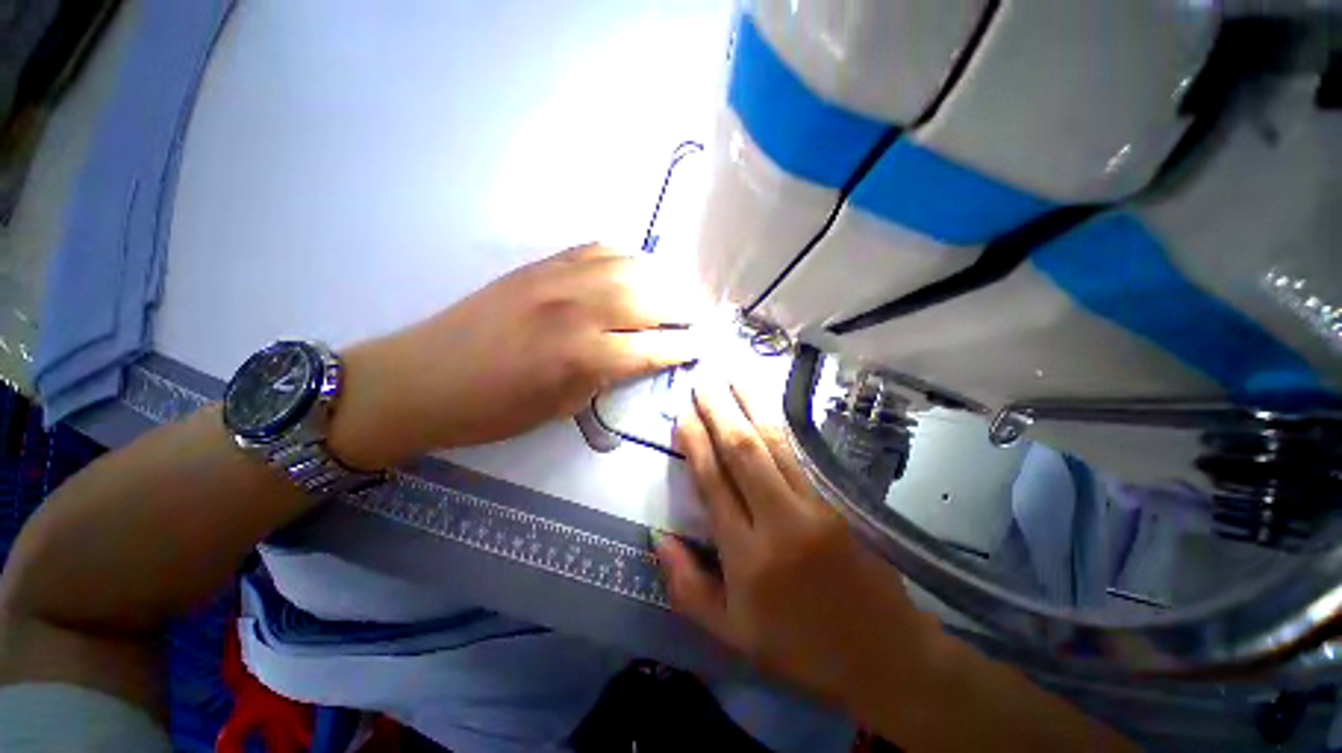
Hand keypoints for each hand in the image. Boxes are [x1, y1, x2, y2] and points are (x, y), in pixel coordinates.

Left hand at [329, 244, 696, 469]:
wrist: (425, 377)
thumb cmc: (495, 409)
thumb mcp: (562, 408)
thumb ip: (608, 376)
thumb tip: (641, 356)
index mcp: (583, 356)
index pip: (653, 347)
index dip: (684, 347)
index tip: (703, 346)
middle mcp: (578, 309)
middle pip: (651, 298)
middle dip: (684, 307)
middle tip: (699, 317)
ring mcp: (558, 279)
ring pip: (630, 266)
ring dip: (662, 278)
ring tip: (676, 292)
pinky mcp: (541, 264)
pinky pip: (597, 249)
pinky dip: (626, 257)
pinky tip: (635, 268)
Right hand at [656, 379, 944, 714]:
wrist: (884, 654)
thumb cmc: (799, 649)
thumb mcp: (732, 635)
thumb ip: (687, 587)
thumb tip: (658, 537)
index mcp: (747, 557)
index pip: (713, 484)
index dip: (694, 444)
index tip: (682, 414)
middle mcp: (778, 521)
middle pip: (742, 452)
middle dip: (719, 411)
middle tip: (703, 380)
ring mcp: (812, 506)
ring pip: (773, 443)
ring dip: (750, 405)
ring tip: (732, 376)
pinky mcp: (835, 500)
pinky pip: (798, 453)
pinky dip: (778, 423)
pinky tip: (765, 405)